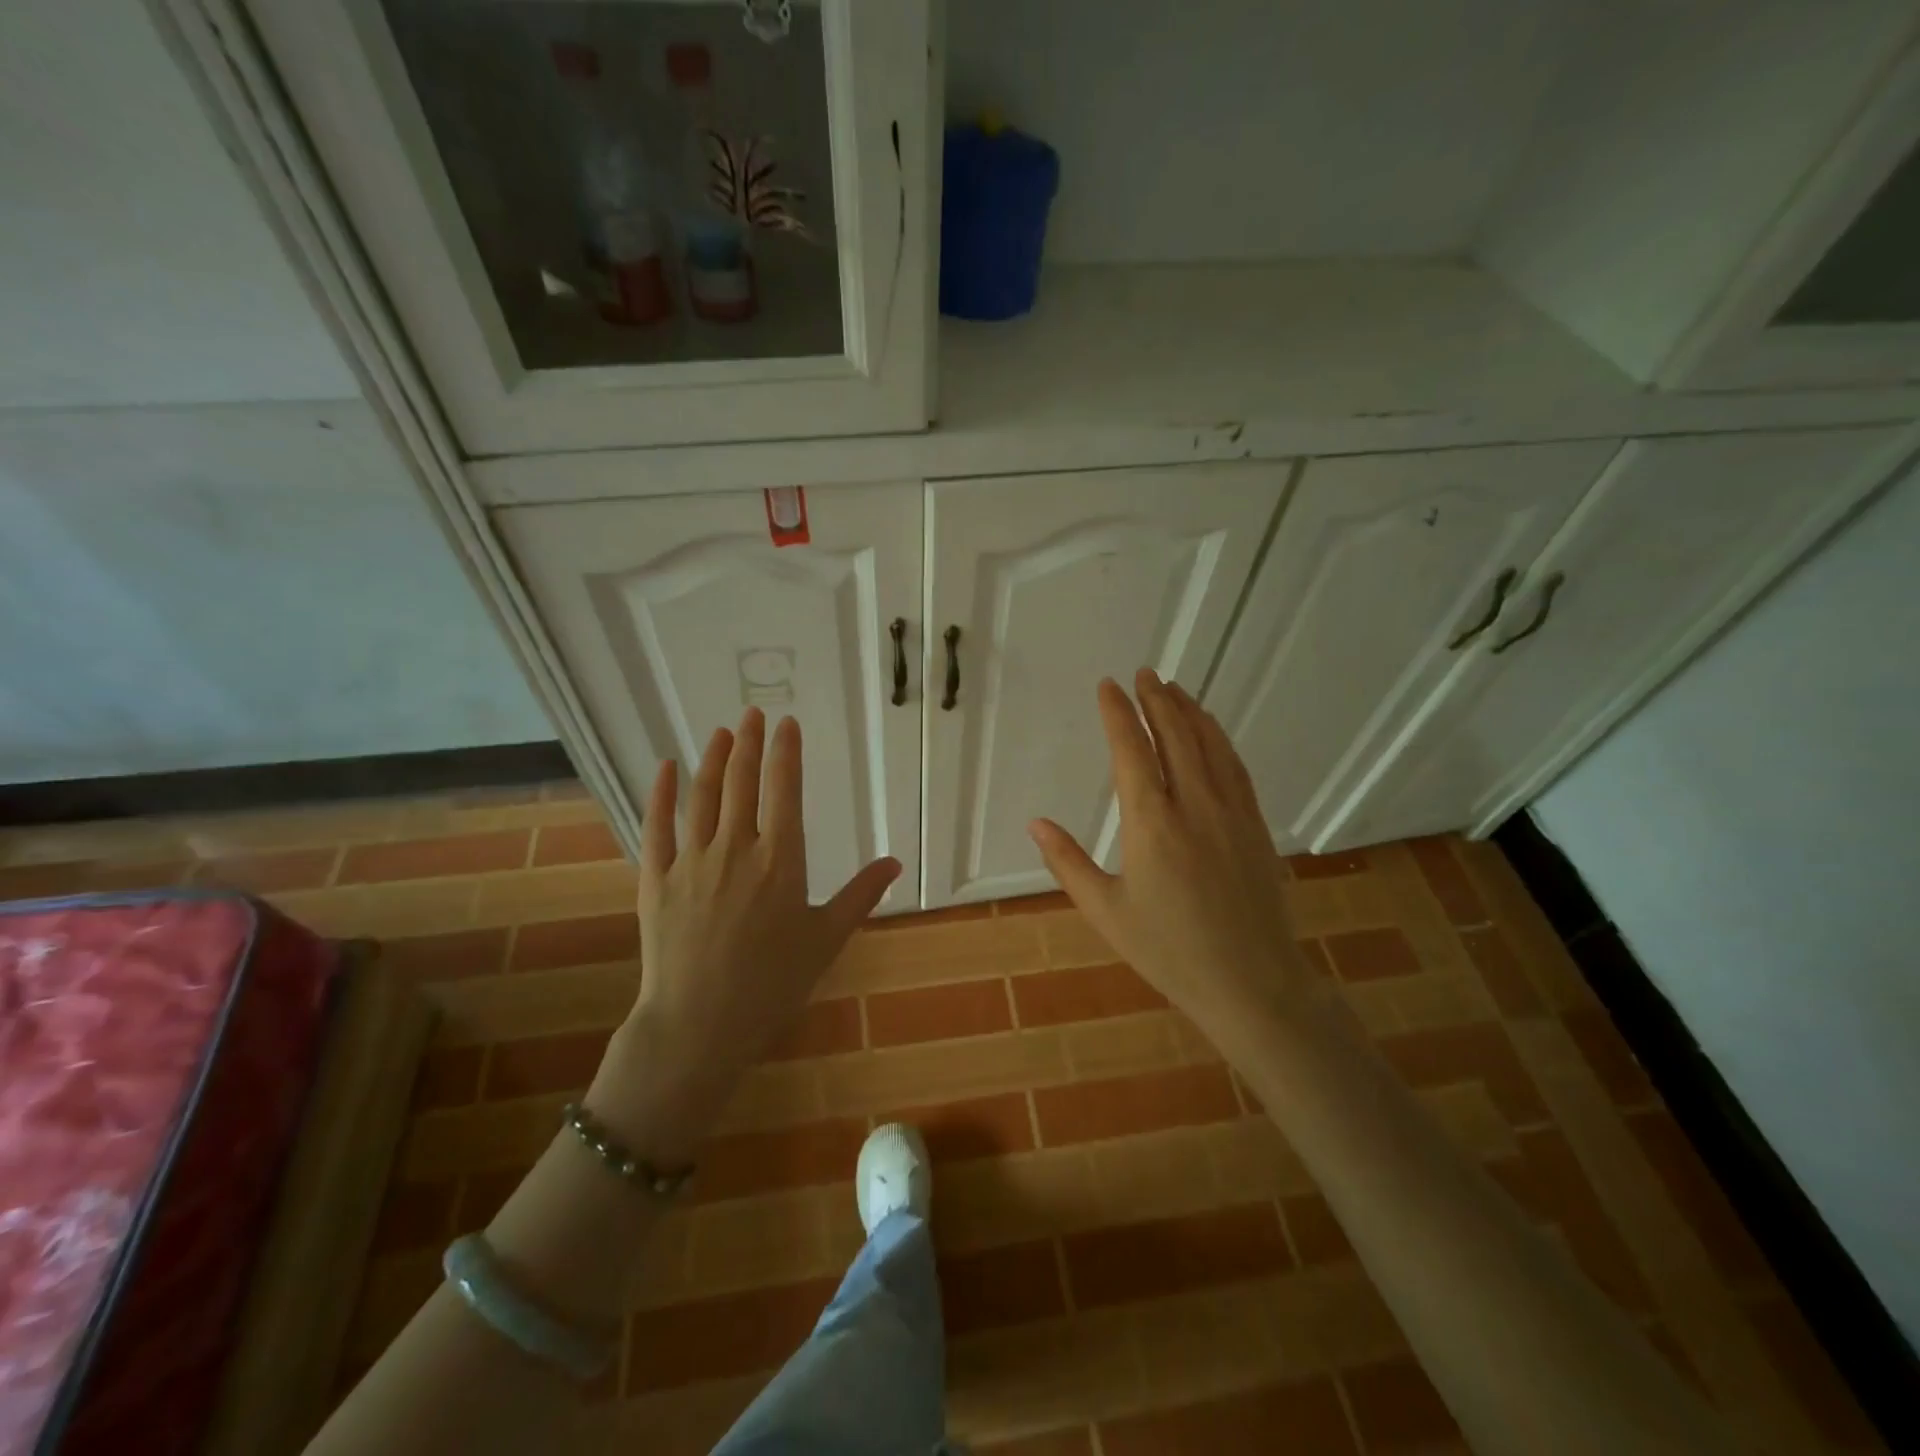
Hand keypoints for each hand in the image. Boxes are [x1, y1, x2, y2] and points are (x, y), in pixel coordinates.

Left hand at [586, 708, 899, 1160]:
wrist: (700, 1025)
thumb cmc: (772, 985)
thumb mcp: (826, 939)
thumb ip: (860, 895)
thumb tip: (894, 862)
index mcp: (780, 860)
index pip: (784, 790)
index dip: (785, 752)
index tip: (786, 723)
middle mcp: (736, 848)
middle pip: (741, 782)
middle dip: (748, 743)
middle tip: (752, 713)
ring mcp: (691, 861)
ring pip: (702, 796)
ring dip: (712, 759)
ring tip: (721, 732)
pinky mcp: (655, 878)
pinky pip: (656, 826)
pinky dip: (660, 792)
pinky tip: (665, 766)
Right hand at [1028, 670, 1309, 1039]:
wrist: (1251, 983)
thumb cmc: (1169, 951)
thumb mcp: (1106, 912)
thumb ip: (1067, 862)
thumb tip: (1035, 824)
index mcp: (1151, 823)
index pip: (1132, 750)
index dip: (1118, 714)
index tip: (1109, 687)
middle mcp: (1193, 805)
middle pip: (1175, 735)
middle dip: (1156, 700)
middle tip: (1144, 673)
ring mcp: (1230, 812)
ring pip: (1209, 745)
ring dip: (1189, 711)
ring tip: (1174, 688)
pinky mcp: (1254, 824)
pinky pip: (1235, 767)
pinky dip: (1219, 739)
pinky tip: (1211, 731)